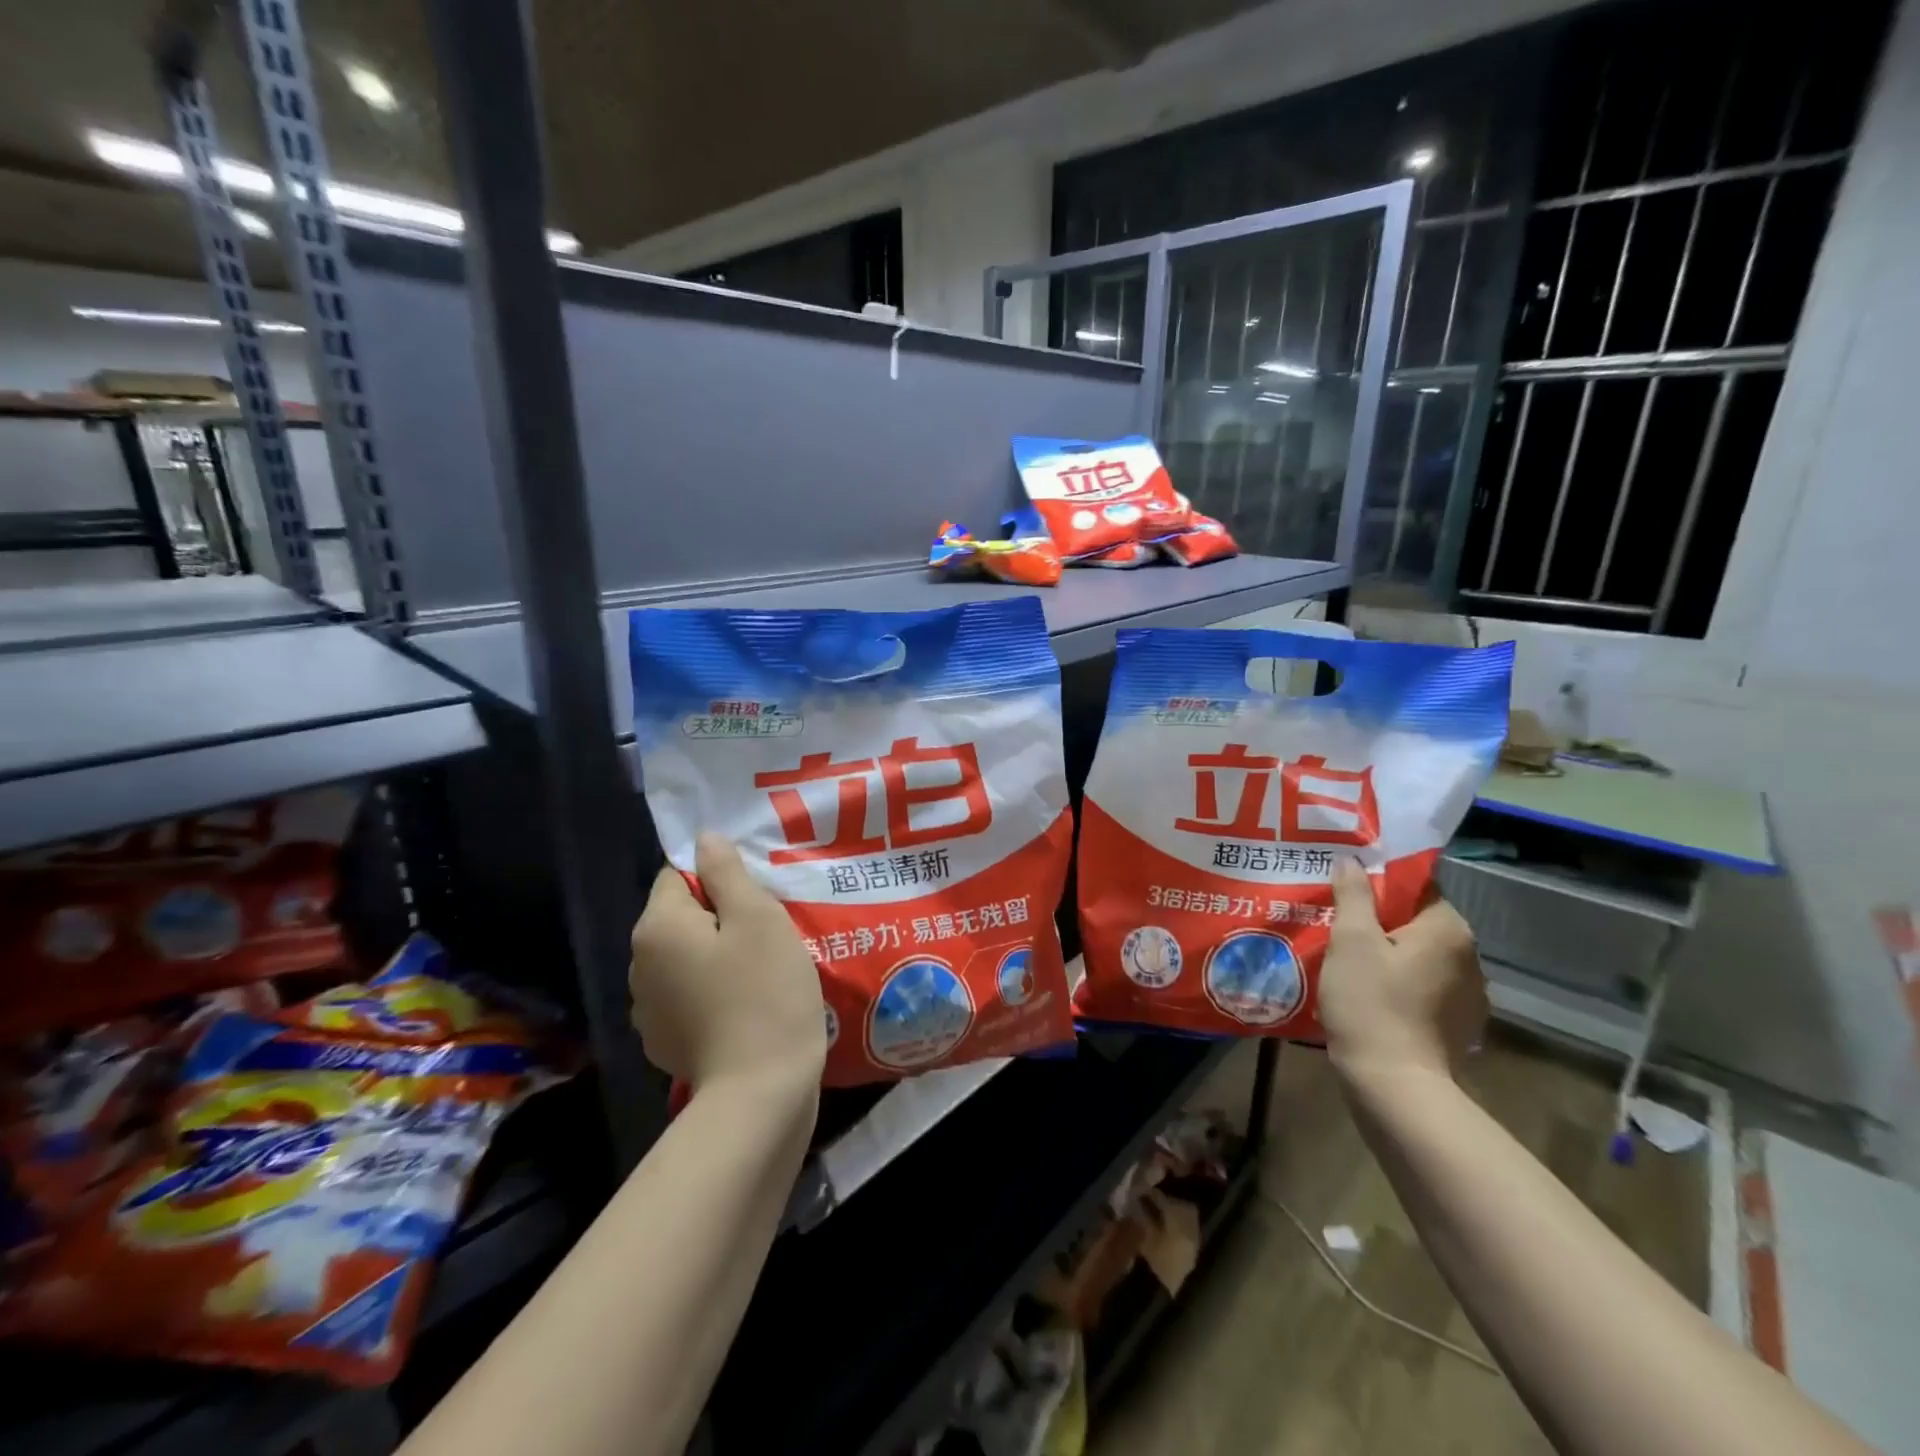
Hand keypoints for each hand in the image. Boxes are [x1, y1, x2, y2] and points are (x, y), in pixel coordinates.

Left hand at [629, 834, 827, 1096]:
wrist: (759, 1092)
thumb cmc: (764, 992)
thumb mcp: (758, 918)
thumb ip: (727, 872)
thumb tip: (704, 840)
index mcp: (657, 927)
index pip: (678, 874)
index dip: (718, 877)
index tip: (756, 895)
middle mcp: (639, 964)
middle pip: (681, 916)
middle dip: (719, 915)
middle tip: (767, 928)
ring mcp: (648, 1008)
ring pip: (685, 957)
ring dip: (716, 954)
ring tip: (760, 967)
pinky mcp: (666, 1041)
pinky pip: (688, 994)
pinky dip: (712, 990)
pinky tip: (745, 1004)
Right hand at [1320, 859, 1486, 1085]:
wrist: (1394, 1085)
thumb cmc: (1370, 1002)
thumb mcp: (1350, 940)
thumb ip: (1354, 895)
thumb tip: (1353, 861)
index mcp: (1449, 929)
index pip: (1417, 888)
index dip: (1379, 885)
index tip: (1345, 891)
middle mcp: (1470, 957)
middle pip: (1418, 923)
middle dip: (1381, 922)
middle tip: (1338, 924)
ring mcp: (1469, 996)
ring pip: (1421, 957)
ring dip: (1391, 955)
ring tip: (1349, 960)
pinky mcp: (1458, 1027)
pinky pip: (1425, 989)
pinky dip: (1401, 985)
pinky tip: (1370, 995)